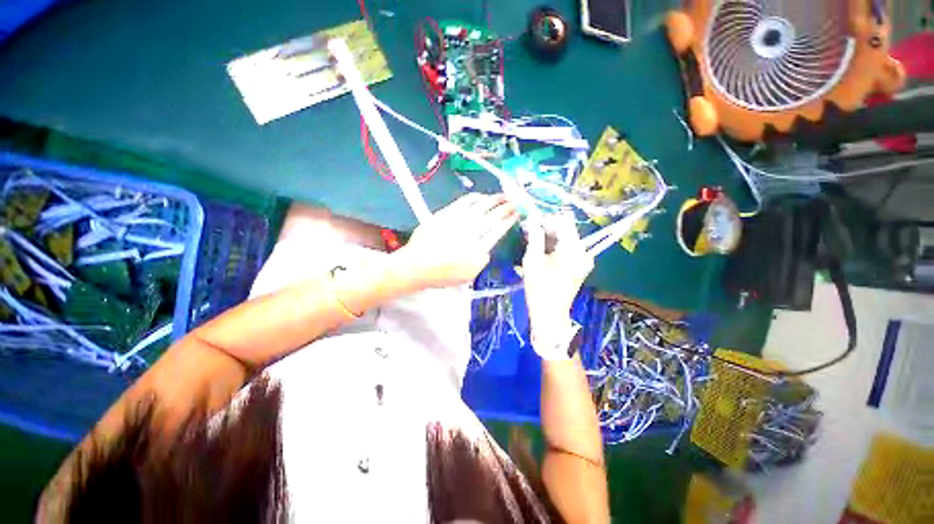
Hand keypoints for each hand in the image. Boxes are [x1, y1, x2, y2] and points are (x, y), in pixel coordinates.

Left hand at [392, 193, 517, 289]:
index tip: (517, 214)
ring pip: (480, 206)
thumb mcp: (468, 276)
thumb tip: (487, 249)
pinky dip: (474, 198)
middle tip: (515, 201)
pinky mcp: (445, 214)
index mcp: (478, 249)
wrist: (416, 265)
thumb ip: (481, 261)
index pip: (498, 230)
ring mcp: (457, 220)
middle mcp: (470, 232)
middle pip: (492, 216)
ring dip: (493, 200)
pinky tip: (481, 196)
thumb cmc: (442, 275)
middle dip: (506, 208)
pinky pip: (463, 202)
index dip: (509, 221)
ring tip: (503, 196)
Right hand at [522, 213, 593, 339]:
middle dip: (548, 228)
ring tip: (533, 241)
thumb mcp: (532, 259)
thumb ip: (535, 236)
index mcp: (573, 248)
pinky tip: (542, 251)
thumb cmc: (539, 287)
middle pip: (567, 230)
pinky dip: (556, 247)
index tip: (531, 222)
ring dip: (550, 237)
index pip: (564, 221)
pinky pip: (569, 249)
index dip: (547, 218)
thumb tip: (532, 219)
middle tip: (529, 232)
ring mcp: (584, 259)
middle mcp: (583, 251)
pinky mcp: (581, 266)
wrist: (549, 314)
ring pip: (567, 239)